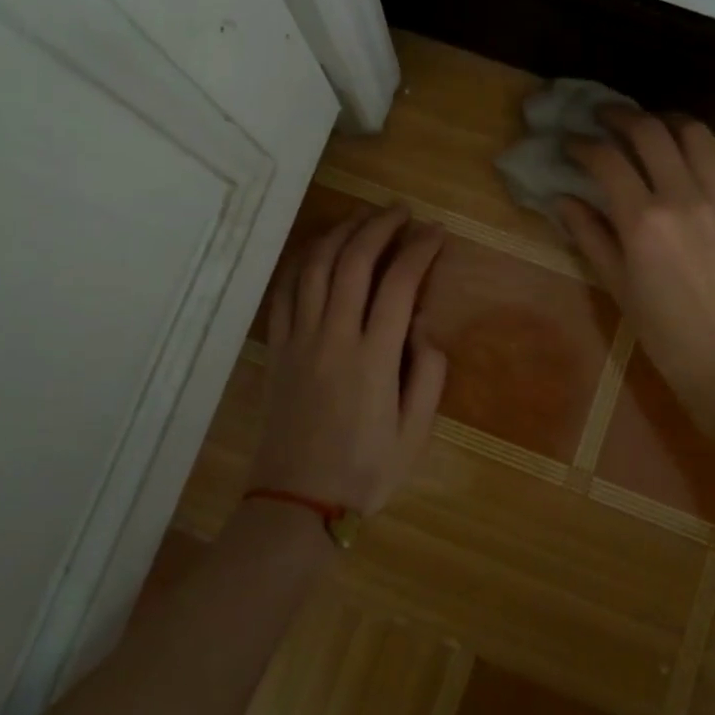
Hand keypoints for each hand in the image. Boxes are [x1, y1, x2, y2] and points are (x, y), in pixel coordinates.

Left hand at [252, 205, 448, 514]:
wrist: (296, 503)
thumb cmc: (365, 471)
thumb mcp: (415, 434)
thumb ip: (428, 377)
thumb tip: (425, 331)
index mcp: (374, 357)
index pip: (399, 283)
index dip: (420, 249)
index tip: (436, 233)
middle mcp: (334, 336)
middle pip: (355, 261)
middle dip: (380, 226)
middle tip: (401, 211)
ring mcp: (300, 339)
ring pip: (316, 266)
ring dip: (342, 233)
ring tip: (363, 218)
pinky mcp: (278, 348)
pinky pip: (286, 291)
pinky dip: (303, 261)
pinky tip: (318, 249)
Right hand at [558, 110, 714, 429]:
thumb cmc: (666, 334)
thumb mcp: (618, 287)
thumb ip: (589, 236)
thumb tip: (562, 199)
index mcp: (644, 222)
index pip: (607, 160)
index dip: (581, 144)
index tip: (567, 142)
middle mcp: (681, 197)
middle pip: (649, 131)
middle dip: (619, 116)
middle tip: (600, 117)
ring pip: (690, 131)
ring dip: (661, 119)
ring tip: (643, 126)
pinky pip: (713, 157)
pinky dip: (689, 143)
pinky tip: (674, 155)